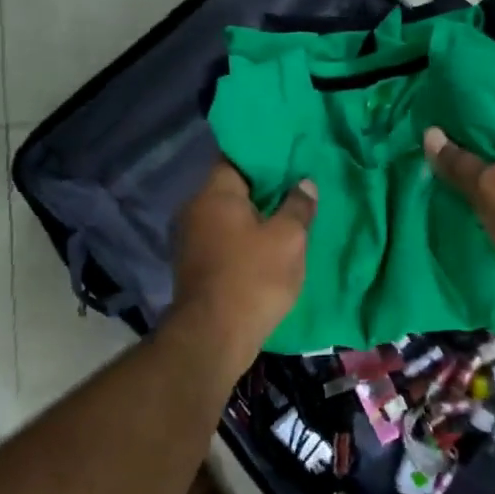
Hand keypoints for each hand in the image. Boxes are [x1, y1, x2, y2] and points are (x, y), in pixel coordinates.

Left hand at [170, 161, 317, 371]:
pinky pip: (223, 238)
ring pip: (227, 216)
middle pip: (232, 188)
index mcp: (214, 194)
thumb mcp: (288, 239)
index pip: (235, 158)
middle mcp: (194, 210)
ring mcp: (190, 239)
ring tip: (287, 215)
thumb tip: (304, 183)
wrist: (213, 338)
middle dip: (262, 188)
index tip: (289, 156)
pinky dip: (244, 238)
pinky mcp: (194, 266)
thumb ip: (297, 206)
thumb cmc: (253, 277)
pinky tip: (268, 245)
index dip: (264, 156)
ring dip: (254, 216)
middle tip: (296, 185)